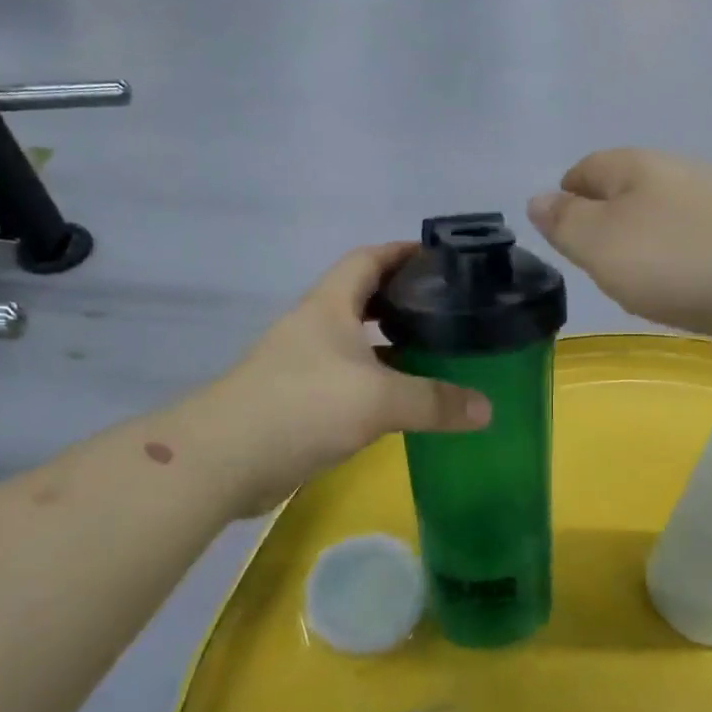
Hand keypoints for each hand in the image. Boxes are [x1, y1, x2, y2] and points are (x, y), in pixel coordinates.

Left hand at [191, 244, 491, 515]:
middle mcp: (314, 327)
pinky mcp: (298, 401)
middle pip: (362, 298)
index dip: (400, 252)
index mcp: (329, 306)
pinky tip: (401, 401)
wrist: (224, 459)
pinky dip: (376, 382)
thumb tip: (487, 409)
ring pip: (355, 343)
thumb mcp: (378, 398)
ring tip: (436, 353)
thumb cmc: (302, 406)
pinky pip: (347, 380)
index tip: (438, 258)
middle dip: (402, 299)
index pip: (366, 259)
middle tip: (448, 311)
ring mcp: (302, 365)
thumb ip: (434, 401)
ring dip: (390, 344)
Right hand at [528, 149, 711, 357]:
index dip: (568, 189)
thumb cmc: (679, 261)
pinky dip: (691, 254)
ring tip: (643, 269)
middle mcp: (685, 173)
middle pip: (635, 185)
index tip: (558, 214)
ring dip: (655, 233)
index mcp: (638, 169)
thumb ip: (566, 223)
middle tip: (595, 248)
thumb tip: (537, 198)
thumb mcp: (601, 245)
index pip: (590, 167)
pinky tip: (696, 282)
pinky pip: (710, 239)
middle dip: (612, 211)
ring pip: (675, 211)